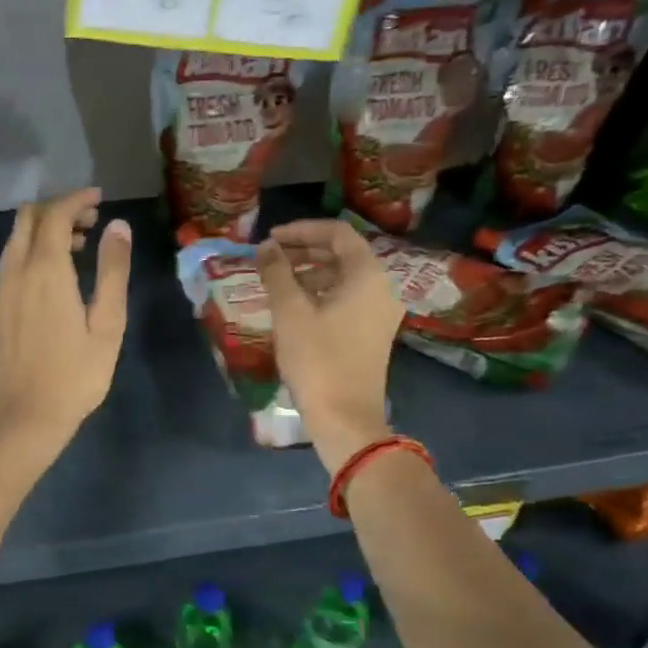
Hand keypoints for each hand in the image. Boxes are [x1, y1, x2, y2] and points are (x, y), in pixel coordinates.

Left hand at [0, 188, 131, 459]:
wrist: (23, 419)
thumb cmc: (75, 376)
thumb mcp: (107, 325)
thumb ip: (113, 271)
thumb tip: (118, 226)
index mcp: (46, 271)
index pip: (55, 214)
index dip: (76, 199)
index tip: (98, 198)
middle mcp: (16, 272)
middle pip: (27, 219)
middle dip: (57, 209)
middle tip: (89, 221)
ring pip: (14, 242)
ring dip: (42, 232)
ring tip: (76, 249)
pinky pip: (9, 265)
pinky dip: (30, 255)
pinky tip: (51, 281)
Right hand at [254, 219, 402, 471]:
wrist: (345, 417)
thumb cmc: (317, 359)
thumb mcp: (290, 311)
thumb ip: (277, 272)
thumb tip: (266, 247)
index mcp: (367, 275)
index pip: (337, 233)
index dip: (302, 230)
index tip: (271, 238)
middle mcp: (381, 288)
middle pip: (343, 253)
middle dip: (305, 250)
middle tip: (270, 256)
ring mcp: (379, 312)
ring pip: (343, 277)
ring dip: (310, 272)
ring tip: (276, 280)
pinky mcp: (371, 333)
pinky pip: (346, 299)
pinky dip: (320, 293)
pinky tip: (293, 306)